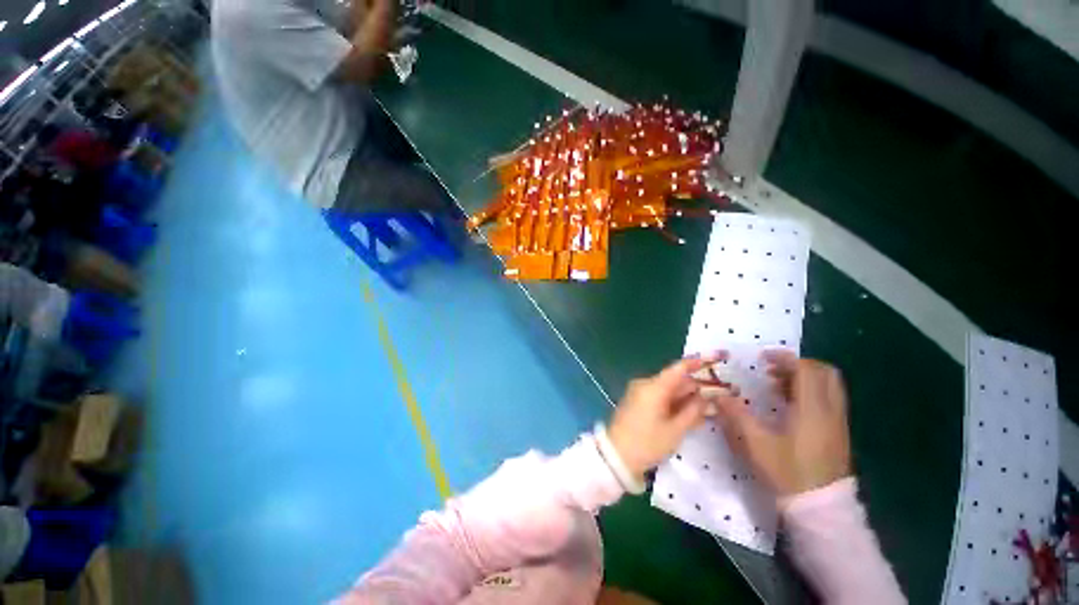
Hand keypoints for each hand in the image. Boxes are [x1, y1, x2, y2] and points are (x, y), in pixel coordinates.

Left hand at [609, 353, 727, 482]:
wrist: (616, 456)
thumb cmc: (647, 443)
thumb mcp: (675, 430)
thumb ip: (693, 411)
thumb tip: (707, 397)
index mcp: (654, 386)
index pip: (679, 368)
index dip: (700, 361)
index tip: (719, 355)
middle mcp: (646, 384)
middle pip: (676, 380)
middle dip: (699, 386)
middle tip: (723, 393)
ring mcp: (640, 392)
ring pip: (670, 389)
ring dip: (689, 396)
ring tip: (712, 406)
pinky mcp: (638, 401)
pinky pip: (661, 397)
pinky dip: (676, 402)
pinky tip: (692, 413)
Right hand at [714, 351, 851, 497]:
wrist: (820, 506)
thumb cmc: (788, 472)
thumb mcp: (757, 444)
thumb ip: (737, 416)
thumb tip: (718, 395)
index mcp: (812, 410)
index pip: (807, 370)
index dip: (785, 358)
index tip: (763, 358)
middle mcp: (830, 410)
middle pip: (824, 372)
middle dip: (798, 365)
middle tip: (772, 369)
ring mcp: (838, 420)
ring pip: (828, 385)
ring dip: (804, 377)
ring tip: (776, 383)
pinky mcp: (838, 430)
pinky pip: (828, 398)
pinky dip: (810, 391)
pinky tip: (788, 403)